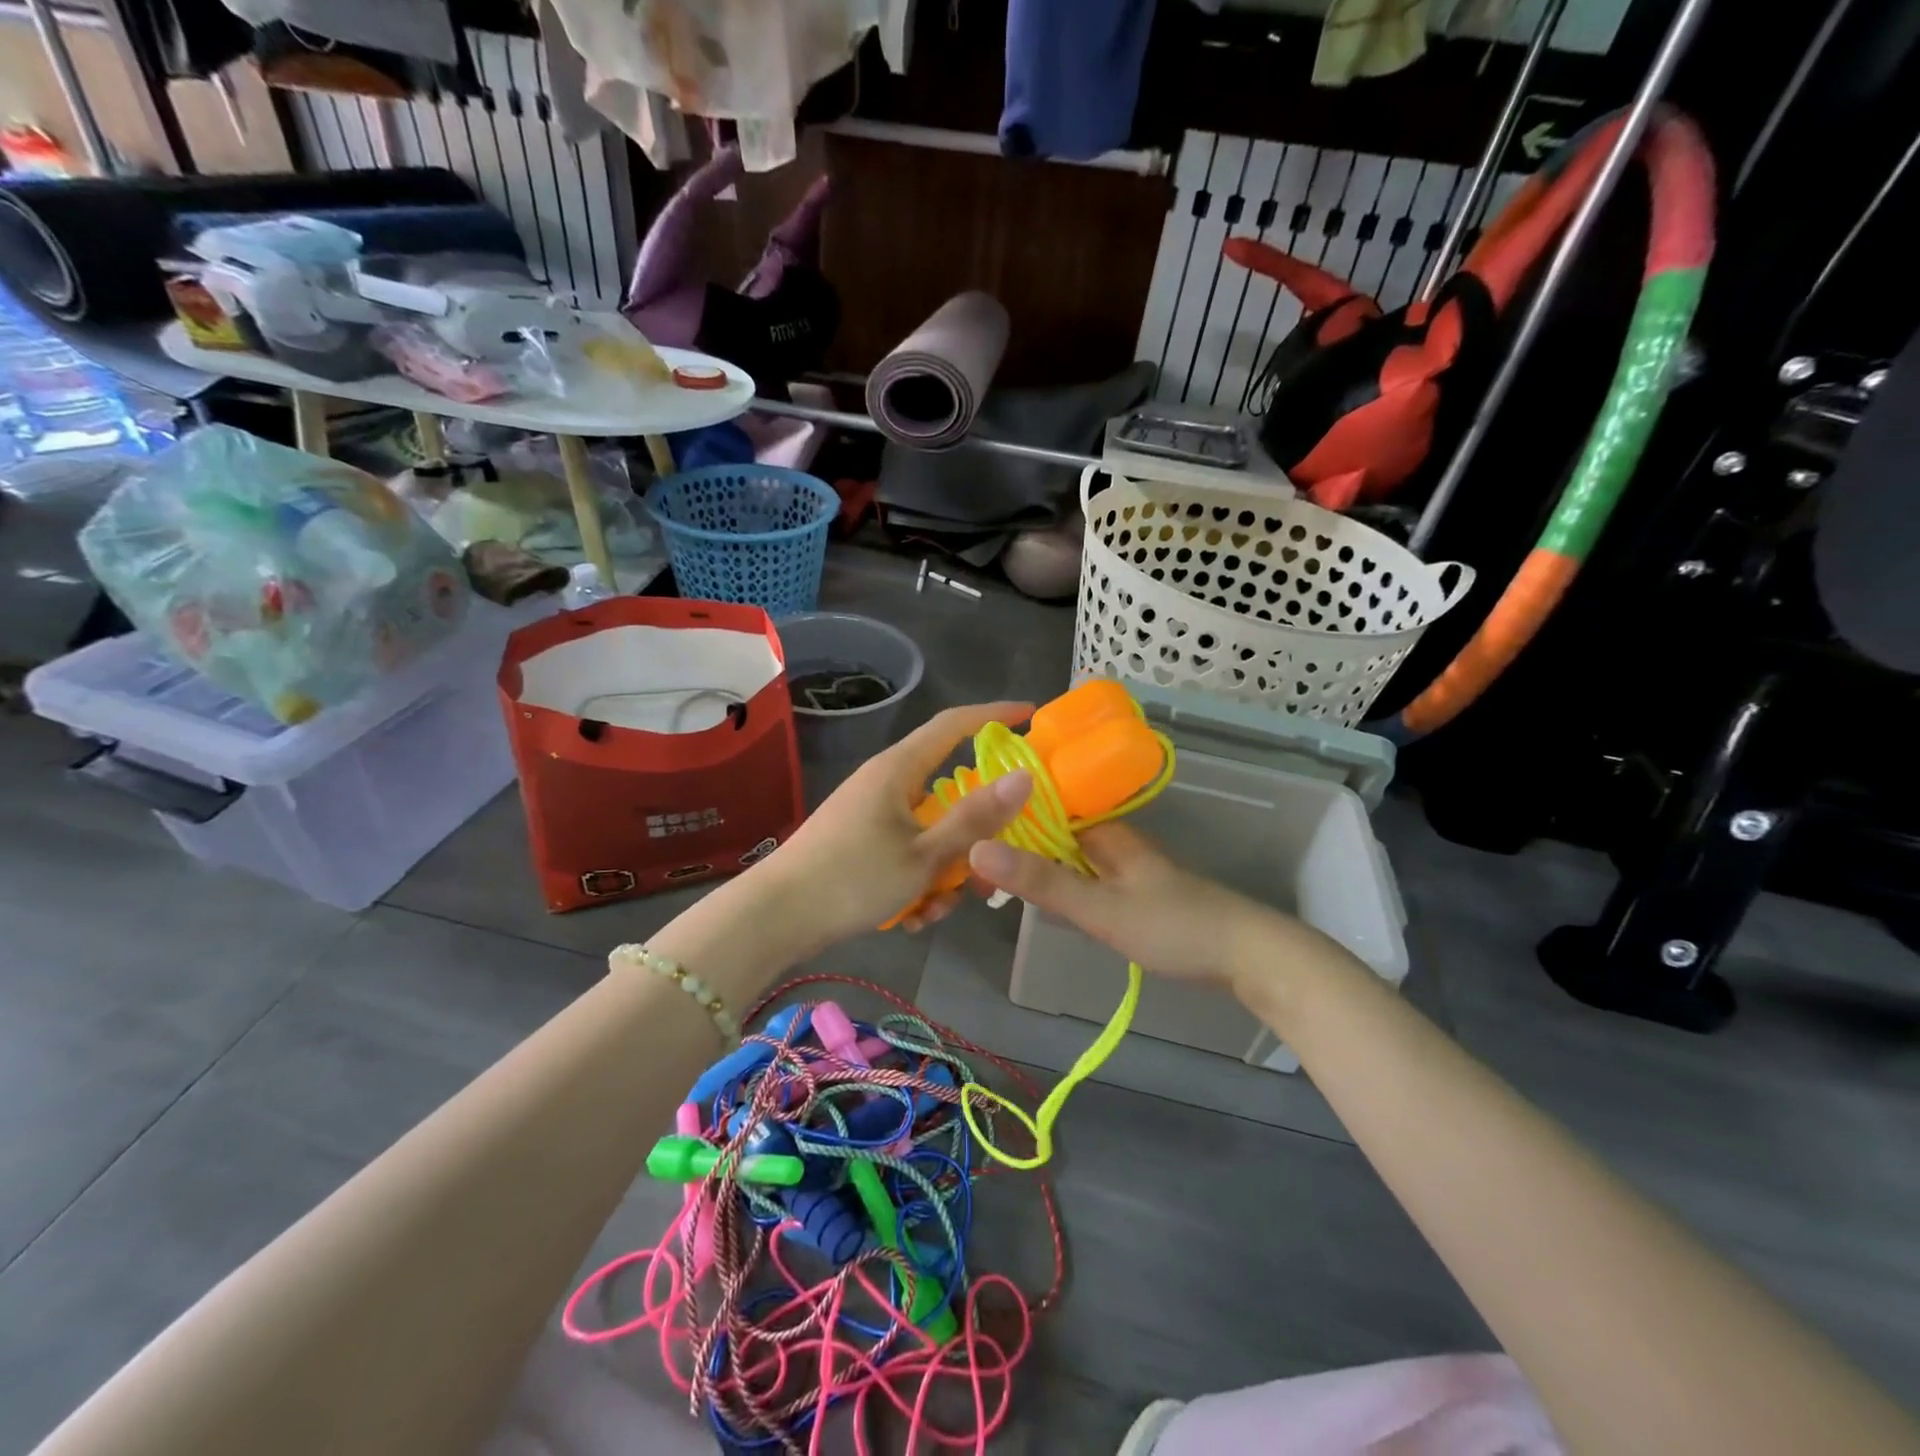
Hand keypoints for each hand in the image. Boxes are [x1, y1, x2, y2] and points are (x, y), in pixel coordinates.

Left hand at [751, 702, 1036, 951]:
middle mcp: (887, 785)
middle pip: (950, 796)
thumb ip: (976, 817)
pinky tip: (909, 917)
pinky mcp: (861, 845)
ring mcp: (872, 816)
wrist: (775, 918)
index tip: (1031, 716)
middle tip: (988, 872)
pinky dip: (917, 884)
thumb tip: (1024, 777)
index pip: (955, 725)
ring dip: (943, 873)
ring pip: (931, 834)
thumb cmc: (853, 877)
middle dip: (973, 837)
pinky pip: (907, 855)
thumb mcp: (925, 854)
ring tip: (933, 910)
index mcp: (899, 770)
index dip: (994, 715)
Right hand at [967, 822, 1264, 984]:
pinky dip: (1060, 888)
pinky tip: (1043, 905)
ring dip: (1037, 869)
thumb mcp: (1099, 907)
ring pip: (1068, 860)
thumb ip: (1041, 882)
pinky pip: (1084, 880)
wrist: (1248, 956)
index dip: (1004, 819)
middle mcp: (1112, 841)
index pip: (1042, 810)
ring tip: (992, 884)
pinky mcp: (1133, 893)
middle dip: (1016, 848)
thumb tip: (976, 848)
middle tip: (970, 868)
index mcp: (1104, 831)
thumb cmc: (1173, 926)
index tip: (964, 833)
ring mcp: (1125, 867)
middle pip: (1052, 835)